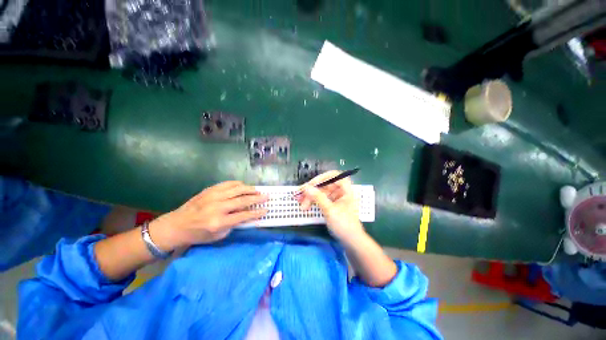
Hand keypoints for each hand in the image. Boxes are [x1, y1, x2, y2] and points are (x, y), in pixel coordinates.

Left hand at [150, 181, 267, 249]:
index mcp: (218, 222)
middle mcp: (217, 207)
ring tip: (257, 191)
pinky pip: (228, 183)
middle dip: (257, 198)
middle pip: (243, 200)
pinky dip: (238, 184)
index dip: (256, 213)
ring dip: (250, 189)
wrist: (176, 225)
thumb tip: (248, 214)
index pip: (243, 216)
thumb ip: (234, 225)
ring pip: (237, 189)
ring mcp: (213, 196)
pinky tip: (243, 186)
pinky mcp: (209, 190)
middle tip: (266, 196)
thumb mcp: (218, 236)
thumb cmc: (198, 234)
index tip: (266, 209)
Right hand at [298, 171, 365, 243]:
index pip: (334, 176)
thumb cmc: (344, 225)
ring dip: (310, 196)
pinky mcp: (331, 205)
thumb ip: (318, 197)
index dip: (322, 177)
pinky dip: (313, 201)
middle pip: (324, 185)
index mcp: (345, 189)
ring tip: (300, 204)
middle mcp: (341, 191)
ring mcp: (336, 198)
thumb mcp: (330, 210)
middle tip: (300, 196)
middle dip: (312, 190)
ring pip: (321, 192)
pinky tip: (305, 205)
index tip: (311, 184)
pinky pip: (320, 199)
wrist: (351, 242)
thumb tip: (306, 187)